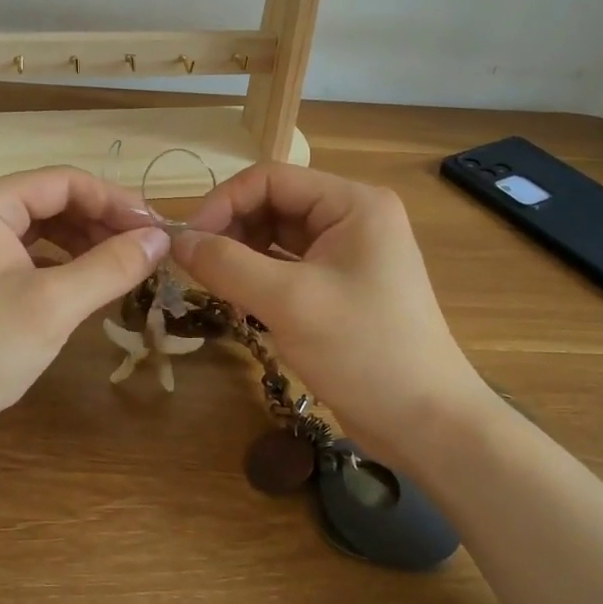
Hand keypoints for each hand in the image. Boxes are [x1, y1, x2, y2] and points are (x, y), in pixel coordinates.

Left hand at [0, 168, 168, 455]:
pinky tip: (89, 282)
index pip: (64, 181)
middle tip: (148, 251)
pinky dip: (61, 263)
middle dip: (102, 222)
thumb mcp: (53, 306)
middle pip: (52, 200)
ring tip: (126, 266)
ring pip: (42, 227)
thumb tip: (161, 237)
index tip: (158, 230)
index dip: (116, 202)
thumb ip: (111, 266)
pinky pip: (27, 253)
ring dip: (85, 243)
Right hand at [172, 163, 487, 462]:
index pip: (270, 178)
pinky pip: (287, 267)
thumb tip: (176, 242)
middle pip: (272, 204)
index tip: (186, 241)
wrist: (426, 425)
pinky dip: (257, 278)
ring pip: (276, 237)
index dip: (223, 202)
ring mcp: (347, 254)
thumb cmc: (364, 351)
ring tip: (213, 285)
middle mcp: (351, 218)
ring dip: (240, 255)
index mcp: (352, 203)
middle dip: (230, 230)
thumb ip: (226, 264)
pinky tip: (237, 299)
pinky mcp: (339, 287)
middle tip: (194, 267)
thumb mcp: (289, 302)